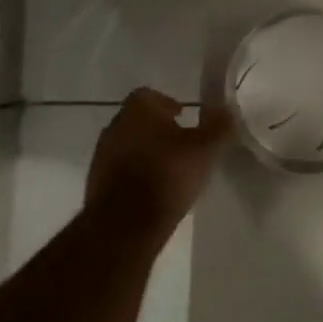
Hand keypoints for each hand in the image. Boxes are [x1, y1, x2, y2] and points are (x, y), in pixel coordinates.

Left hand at [86, 88, 232, 232]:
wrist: (125, 226)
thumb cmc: (168, 175)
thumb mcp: (206, 149)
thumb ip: (219, 125)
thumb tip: (226, 109)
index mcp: (138, 110)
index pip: (150, 95)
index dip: (169, 104)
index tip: (185, 119)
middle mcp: (115, 126)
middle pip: (139, 120)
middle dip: (159, 129)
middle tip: (183, 144)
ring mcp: (102, 156)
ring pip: (129, 145)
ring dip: (147, 152)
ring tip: (171, 170)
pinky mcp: (96, 183)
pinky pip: (121, 170)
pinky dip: (136, 174)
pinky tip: (154, 190)